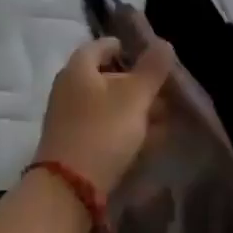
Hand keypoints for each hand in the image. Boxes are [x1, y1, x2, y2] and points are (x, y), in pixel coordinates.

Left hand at [36, 32, 174, 194]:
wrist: (68, 189)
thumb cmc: (102, 131)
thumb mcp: (134, 97)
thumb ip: (151, 70)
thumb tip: (164, 42)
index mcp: (78, 69)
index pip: (101, 46)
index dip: (125, 48)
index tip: (149, 56)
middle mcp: (69, 89)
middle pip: (106, 77)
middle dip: (136, 83)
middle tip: (164, 91)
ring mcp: (69, 119)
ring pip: (107, 106)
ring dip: (134, 109)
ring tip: (164, 118)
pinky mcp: (74, 145)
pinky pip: (104, 128)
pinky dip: (125, 129)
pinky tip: (148, 141)